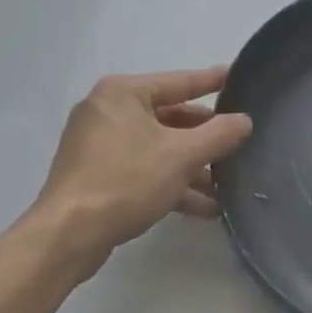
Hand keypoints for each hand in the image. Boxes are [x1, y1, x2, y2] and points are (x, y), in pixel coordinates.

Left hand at [27, 67, 252, 275]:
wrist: (67, 236)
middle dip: (204, 138)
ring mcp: (99, 145)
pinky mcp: (96, 175)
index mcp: (123, 94)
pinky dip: (170, 183)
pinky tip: (203, 207)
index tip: (235, 76)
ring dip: (192, 167)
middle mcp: (108, 111)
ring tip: (226, 185)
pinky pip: (143, 169)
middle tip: (236, 142)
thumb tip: (244, 120)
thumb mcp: (182, 156)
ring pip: (158, 148)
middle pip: (169, 117)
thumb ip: (219, 134)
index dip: (210, 81)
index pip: (178, 81)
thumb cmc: (126, 181)